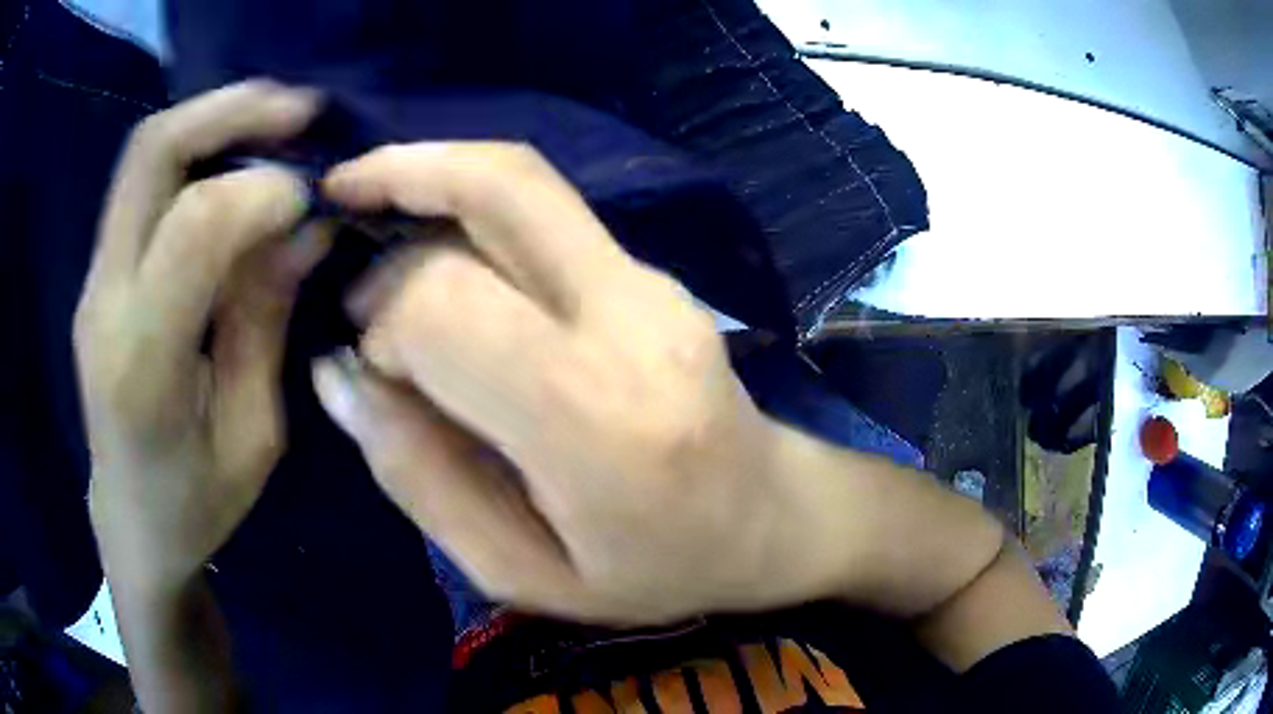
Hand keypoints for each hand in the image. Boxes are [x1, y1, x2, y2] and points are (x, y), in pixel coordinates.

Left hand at [75, 81, 328, 586]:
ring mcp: (95, 280)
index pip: (193, 226)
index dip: (262, 192)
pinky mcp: (101, 273)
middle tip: (301, 110)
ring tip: (279, 122)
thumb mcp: (252, 435)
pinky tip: (238, 163)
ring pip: (144, 153)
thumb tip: (305, 225)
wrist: (131, 526)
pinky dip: (198, 151)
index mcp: (143, 364)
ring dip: (216, 119)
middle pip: (151, 152)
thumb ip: (265, 320)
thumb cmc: (195, 505)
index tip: (314, 200)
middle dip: (231, 111)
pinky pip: (144, 183)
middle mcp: (105, 301)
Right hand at [314, 143, 870, 624]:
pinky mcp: (652, 272)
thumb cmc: (650, 570)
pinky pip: (545, 211)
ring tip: (374, 214)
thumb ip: (419, 477)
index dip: (386, 322)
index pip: (449, 305)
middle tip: (340, 197)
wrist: (767, 519)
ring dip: (433, 177)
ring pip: (523, 181)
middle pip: (501, 183)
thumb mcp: (519, 572)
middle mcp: (630, 319)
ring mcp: (652, 282)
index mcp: (597, 421)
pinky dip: (471, 206)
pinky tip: (436, 247)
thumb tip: (339, 378)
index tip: (376, 369)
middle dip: (401, 173)